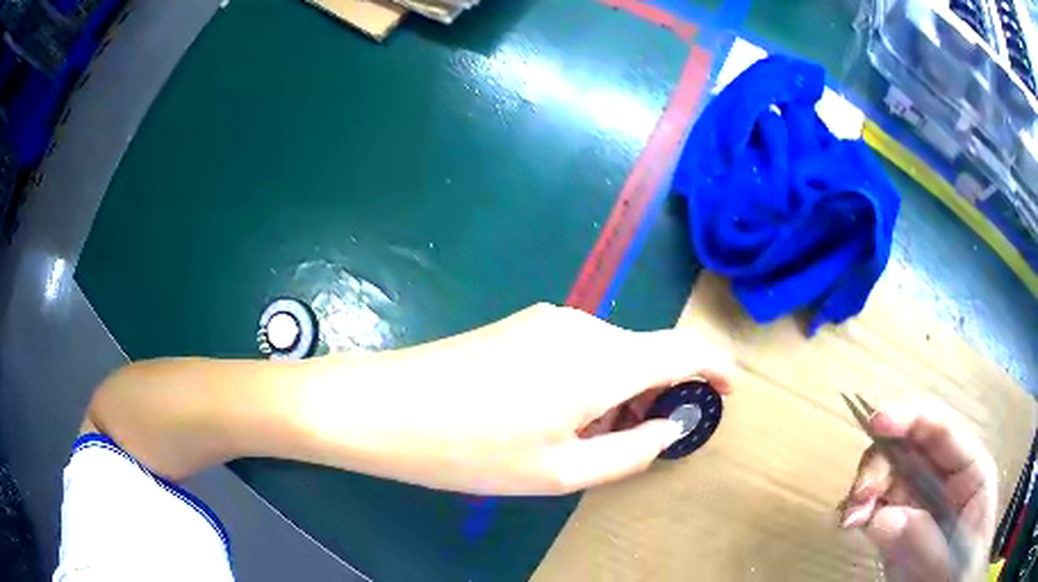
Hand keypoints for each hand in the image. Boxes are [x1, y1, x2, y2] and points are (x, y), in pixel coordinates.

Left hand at [300, 304, 733, 494]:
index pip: (682, 348)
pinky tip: (559, 417)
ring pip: (611, 354)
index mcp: (601, 360)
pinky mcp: (521, 326)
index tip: (729, 391)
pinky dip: (592, 383)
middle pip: (646, 353)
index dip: (715, 366)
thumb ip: (632, 449)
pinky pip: (579, 351)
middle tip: (645, 441)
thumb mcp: (560, 471)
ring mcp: (547, 321)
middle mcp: (581, 327)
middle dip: (660, 394)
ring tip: (593, 439)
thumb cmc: (471, 450)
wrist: (383, 406)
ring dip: (621, 392)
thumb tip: (672, 426)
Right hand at [838, 403, 996, 581]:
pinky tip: (849, 524)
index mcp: (969, 469)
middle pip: (909, 448)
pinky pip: (875, 507)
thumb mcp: (955, 554)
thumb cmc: (964, 566)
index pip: (942, 430)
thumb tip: (881, 518)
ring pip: (887, 475)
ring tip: (849, 520)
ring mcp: (920, 502)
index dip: (911, 417)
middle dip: (880, 463)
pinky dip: (858, 510)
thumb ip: (925, 539)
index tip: (876, 422)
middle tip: (858, 498)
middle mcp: (943, 477)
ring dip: (864, 490)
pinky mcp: (899, 526)